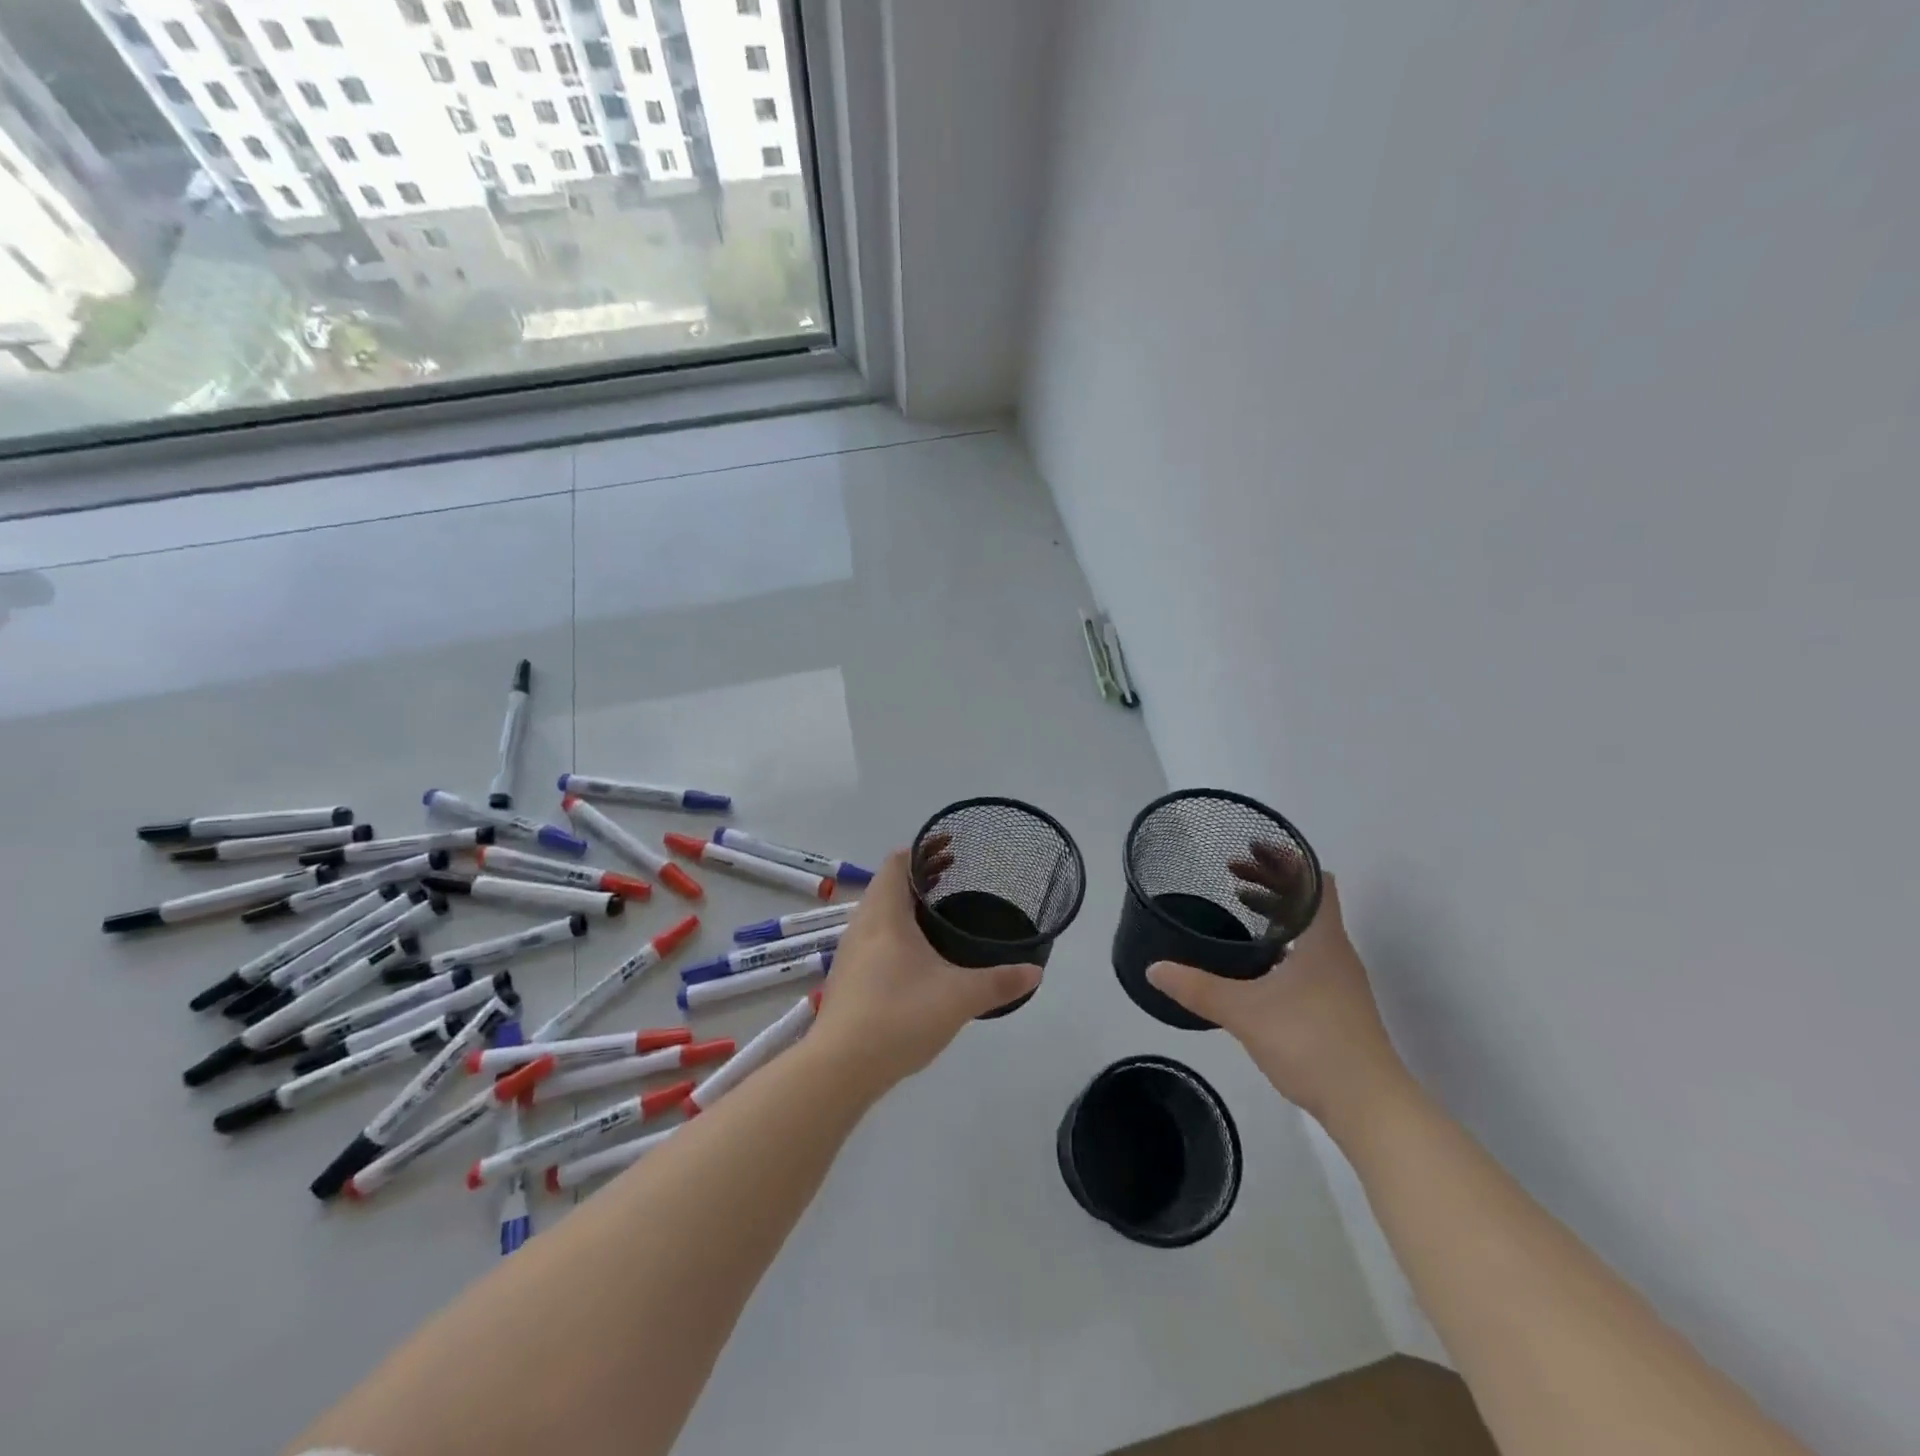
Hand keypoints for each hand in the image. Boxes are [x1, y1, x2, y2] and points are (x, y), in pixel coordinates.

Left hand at [809, 847, 1040, 1093]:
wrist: (840, 1068)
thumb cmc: (899, 1016)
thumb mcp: (959, 997)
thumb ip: (999, 982)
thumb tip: (1035, 972)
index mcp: (885, 914)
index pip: (897, 862)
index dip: (922, 850)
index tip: (951, 850)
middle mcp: (862, 925)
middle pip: (888, 884)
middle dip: (919, 876)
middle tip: (954, 876)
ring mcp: (850, 953)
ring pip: (879, 913)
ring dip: (906, 905)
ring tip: (938, 915)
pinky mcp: (847, 979)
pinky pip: (873, 939)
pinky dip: (895, 931)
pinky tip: (917, 958)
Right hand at [1147, 874, 1409, 1129]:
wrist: (1370, 1107)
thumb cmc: (1311, 1043)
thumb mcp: (1245, 1012)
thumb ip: (1198, 988)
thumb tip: (1154, 969)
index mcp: (1322, 940)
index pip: (1314, 880)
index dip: (1285, 859)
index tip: (1250, 849)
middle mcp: (1336, 952)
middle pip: (1309, 901)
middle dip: (1272, 882)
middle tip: (1232, 875)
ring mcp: (1340, 981)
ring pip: (1309, 929)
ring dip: (1278, 913)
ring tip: (1240, 910)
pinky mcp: (1338, 1006)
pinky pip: (1308, 955)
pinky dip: (1283, 944)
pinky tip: (1256, 965)